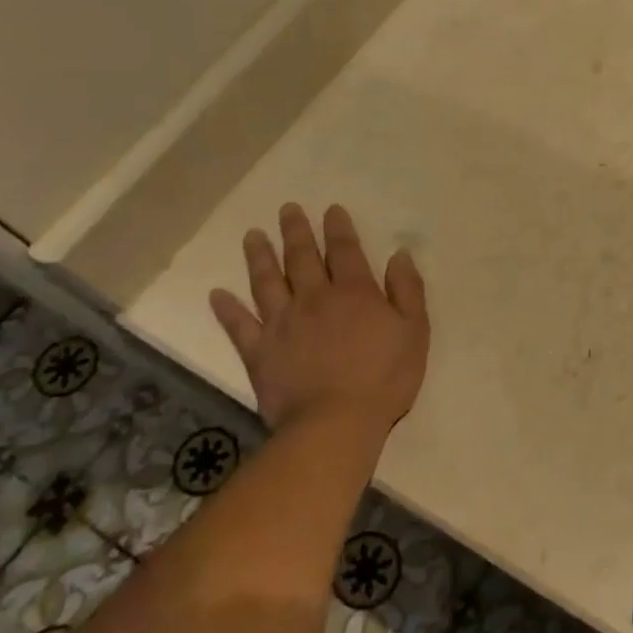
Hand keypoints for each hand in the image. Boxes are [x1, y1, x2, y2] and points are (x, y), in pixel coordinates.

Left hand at [209, 203, 428, 435]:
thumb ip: (407, 290)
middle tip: (287, 209)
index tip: (330, 209)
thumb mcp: (414, 331)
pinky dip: (227, 309)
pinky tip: (217, 294)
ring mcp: (282, 324)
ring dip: (259, 257)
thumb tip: (399, 254)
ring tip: (252, 235)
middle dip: (296, 231)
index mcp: (354, 292)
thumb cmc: (384, 378)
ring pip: (267, 282)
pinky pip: (240, 326)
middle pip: (302, 257)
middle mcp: (314, 298)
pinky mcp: (260, 352)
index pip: (345, 250)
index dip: (338, 228)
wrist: (336, 423)